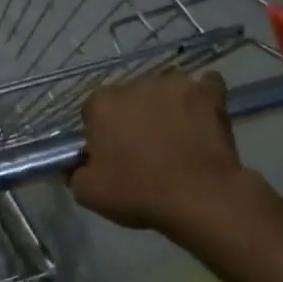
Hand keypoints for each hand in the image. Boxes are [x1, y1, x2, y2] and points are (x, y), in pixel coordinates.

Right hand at [69, 72, 250, 233]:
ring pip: (164, 91)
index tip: (112, 155)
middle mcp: (134, 84)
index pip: (94, 112)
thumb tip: (75, 164)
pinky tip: (204, 118)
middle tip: (145, 149)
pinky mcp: (208, 92)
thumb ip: (74, 171)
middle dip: (134, 116)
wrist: (199, 197)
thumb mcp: (88, 193)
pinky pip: (205, 86)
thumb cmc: (138, 193)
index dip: (102, 133)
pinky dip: (203, 99)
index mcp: (101, 104)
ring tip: (178, 136)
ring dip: (166, 107)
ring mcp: (173, 84)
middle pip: (129, 98)